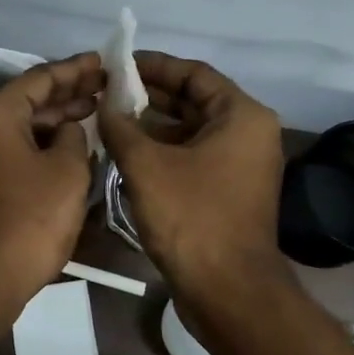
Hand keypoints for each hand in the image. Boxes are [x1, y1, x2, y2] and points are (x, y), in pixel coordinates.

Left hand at [0, 53, 104, 311]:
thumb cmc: (30, 219)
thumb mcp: (67, 171)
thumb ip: (73, 137)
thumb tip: (67, 132)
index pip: (39, 79)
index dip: (76, 70)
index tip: (104, 62)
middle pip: (27, 101)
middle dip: (68, 94)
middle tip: (105, 87)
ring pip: (21, 128)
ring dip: (56, 121)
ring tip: (94, 112)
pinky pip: (14, 151)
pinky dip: (41, 146)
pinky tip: (70, 148)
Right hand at [97, 52, 285, 295]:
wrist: (226, 289)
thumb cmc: (191, 217)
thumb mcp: (147, 166)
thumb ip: (121, 127)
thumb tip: (105, 106)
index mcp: (241, 116)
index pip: (194, 73)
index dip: (153, 66)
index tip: (117, 65)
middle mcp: (248, 134)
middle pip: (194, 102)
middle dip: (149, 97)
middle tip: (107, 93)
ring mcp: (240, 166)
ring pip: (190, 133)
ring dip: (152, 127)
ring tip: (109, 122)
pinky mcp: (228, 193)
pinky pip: (193, 158)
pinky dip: (163, 153)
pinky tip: (127, 155)